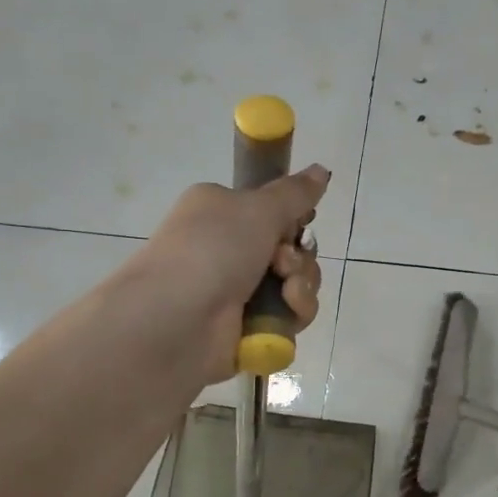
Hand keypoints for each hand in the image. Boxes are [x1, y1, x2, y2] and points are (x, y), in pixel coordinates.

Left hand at [128, 166, 330, 384]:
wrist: (175, 321)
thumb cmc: (212, 251)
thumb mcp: (257, 209)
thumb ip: (295, 192)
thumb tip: (322, 169)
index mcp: (222, 212)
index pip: (273, 212)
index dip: (294, 220)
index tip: (300, 224)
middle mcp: (228, 249)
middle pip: (292, 249)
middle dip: (299, 257)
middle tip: (282, 262)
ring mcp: (238, 291)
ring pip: (296, 284)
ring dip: (301, 286)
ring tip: (285, 293)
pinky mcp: (249, 326)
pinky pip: (290, 315)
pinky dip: (293, 313)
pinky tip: (282, 315)